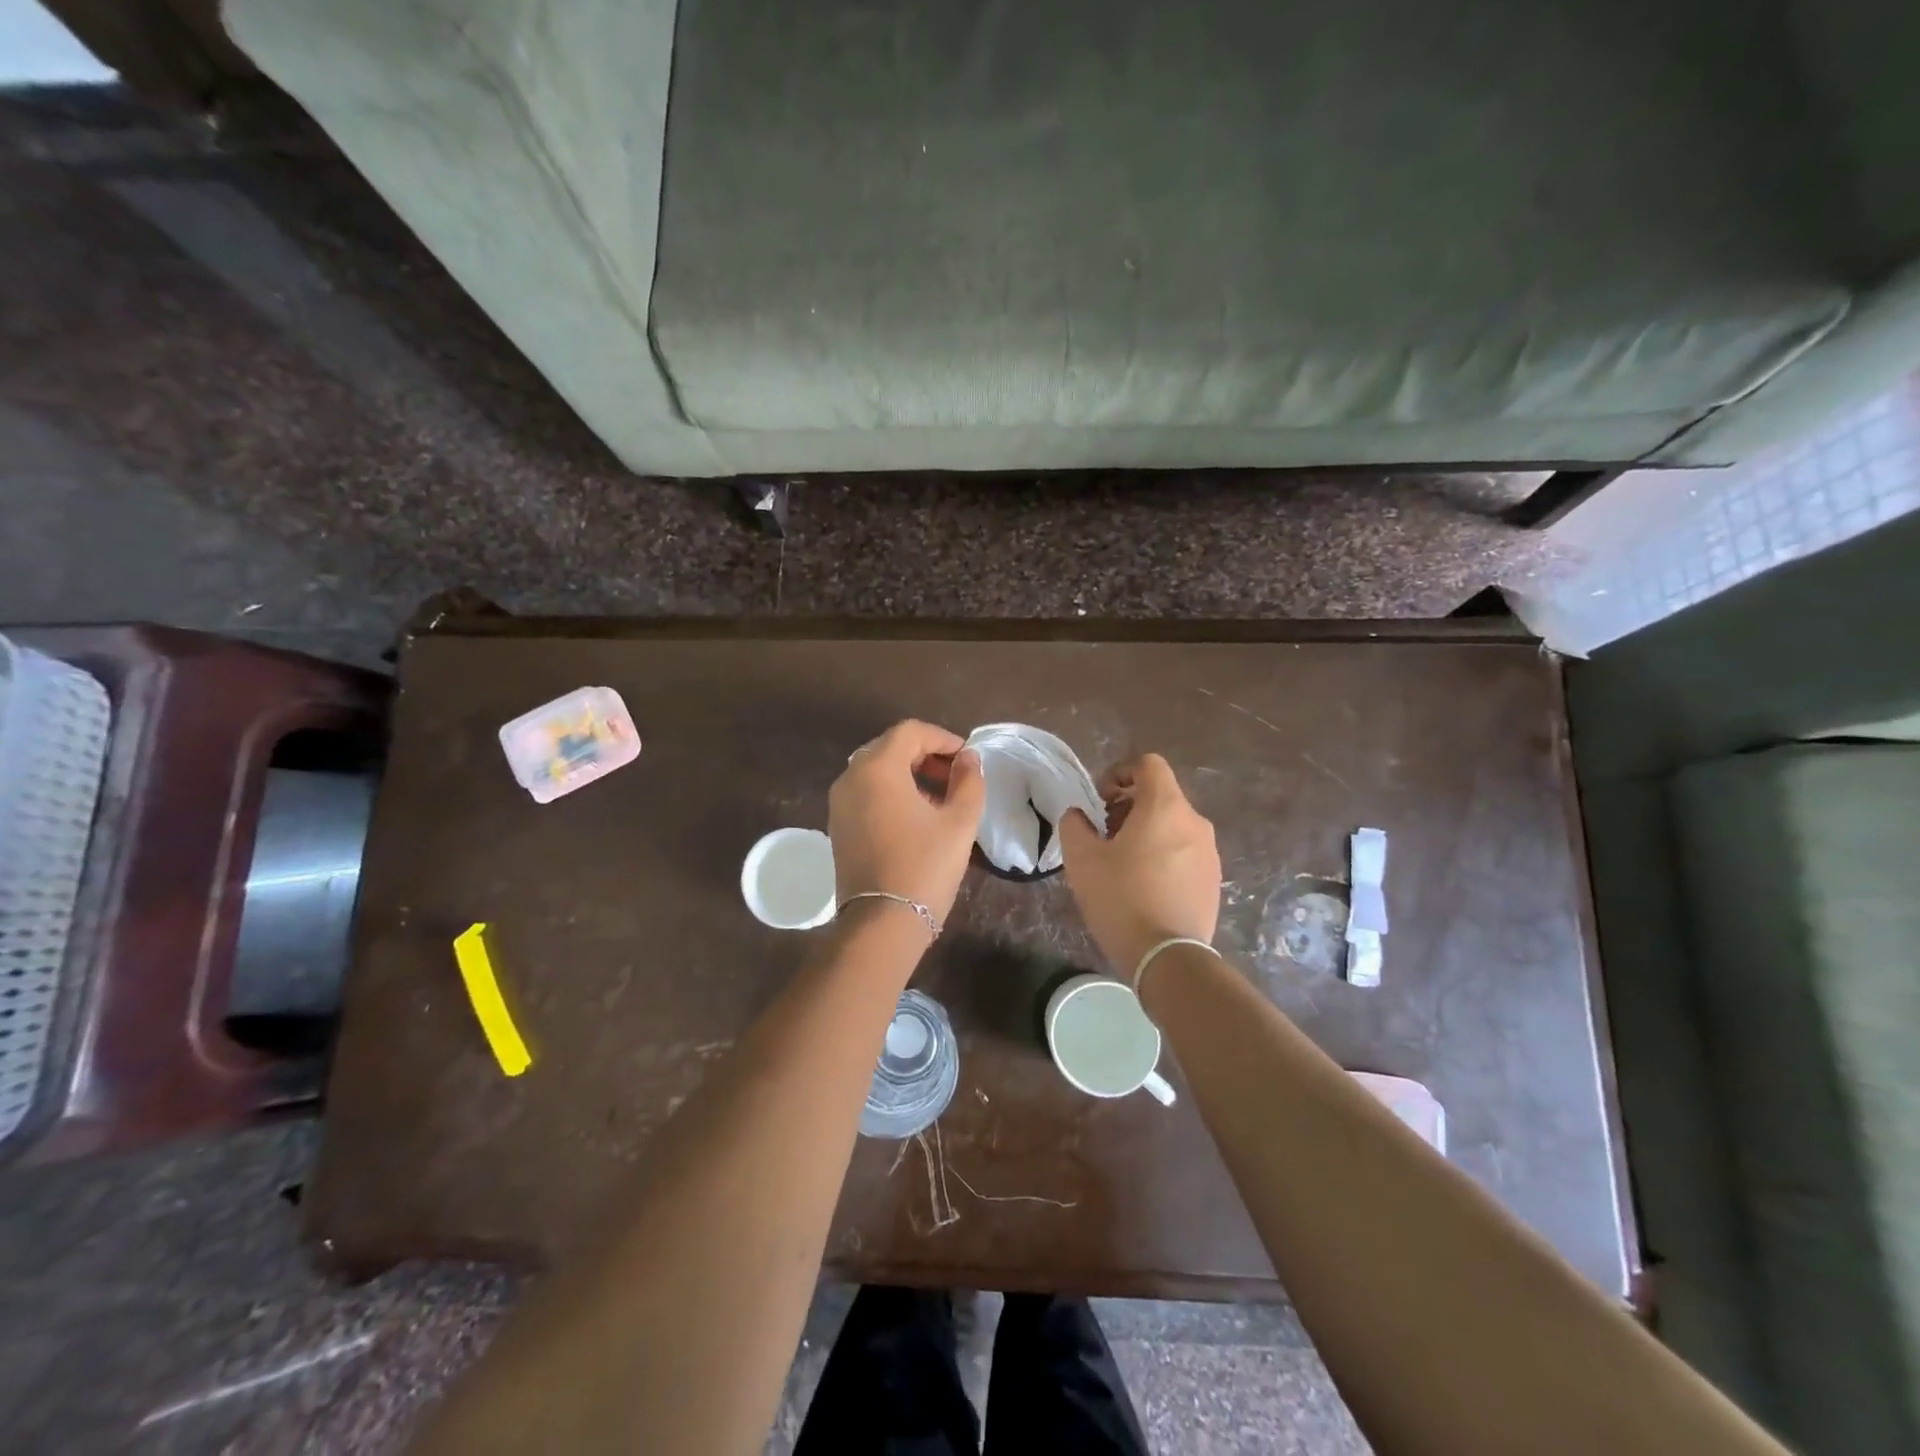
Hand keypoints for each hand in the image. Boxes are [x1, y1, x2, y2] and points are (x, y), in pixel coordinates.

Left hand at [830, 720, 986, 923]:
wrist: (881, 923)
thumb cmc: (924, 867)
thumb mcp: (959, 822)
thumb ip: (969, 782)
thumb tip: (968, 759)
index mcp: (877, 768)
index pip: (910, 732)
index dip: (942, 738)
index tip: (967, 758)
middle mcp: (850, 777)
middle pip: (890, 747)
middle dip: (925, 755)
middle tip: (955, 776)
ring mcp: (839, 803)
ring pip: (876, 770)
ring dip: (909, 773)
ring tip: (940, 797)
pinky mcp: (837, 826)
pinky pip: (865, 793)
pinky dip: (891, 792)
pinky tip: (916, 816)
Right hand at [1059, 753, 1220, 972]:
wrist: (1168, 957)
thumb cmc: (1122, 899)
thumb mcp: (1082, 859)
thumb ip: (1074, 825)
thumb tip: (1079, 816)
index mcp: (1165, 807)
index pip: (1148, 764)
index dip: (1120, 772)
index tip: (1101, 800)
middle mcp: (1195, 822)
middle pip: (1160, 795)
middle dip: (1128, 807)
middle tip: (1104, 836)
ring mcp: (1209, 851)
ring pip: (1173, 824)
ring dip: (1146, 832)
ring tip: (1122, 864)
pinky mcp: (1213, 879)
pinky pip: (1184, 851)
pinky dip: (1163, 855)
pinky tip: (1144, 886)